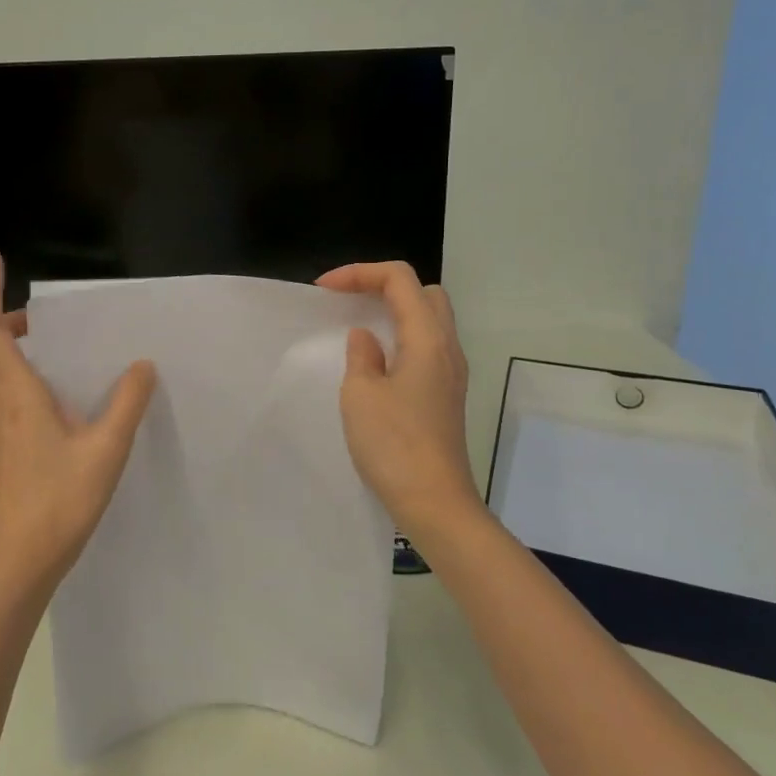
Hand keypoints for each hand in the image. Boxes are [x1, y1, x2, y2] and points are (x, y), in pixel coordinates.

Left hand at [0, 252, 157, 592]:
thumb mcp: (107, 448)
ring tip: (47, 350)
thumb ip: (127, 403)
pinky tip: (49, 400)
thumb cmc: (63, 499)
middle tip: (35, 315)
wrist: (24, 558)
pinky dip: (11, 378)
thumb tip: (142, 365)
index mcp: (18, 395)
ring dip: (3, 348)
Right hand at [317, 261, 481, 547]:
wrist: (435, 502)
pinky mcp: (447, 395)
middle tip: (348, 301)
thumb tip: (366, 338)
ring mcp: (451, 373)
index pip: (399, 279)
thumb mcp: (361, 394)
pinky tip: (376, 361)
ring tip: (358, 326)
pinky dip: (401, 338)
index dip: (359, 273)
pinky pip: (427, 347)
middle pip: (423, 292)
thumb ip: (361, 355)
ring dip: (394, 312)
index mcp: (427, 338)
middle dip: (383, 285)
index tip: (324, 290)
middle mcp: (447, 347)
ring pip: (429, 319)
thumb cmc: (394, 445)